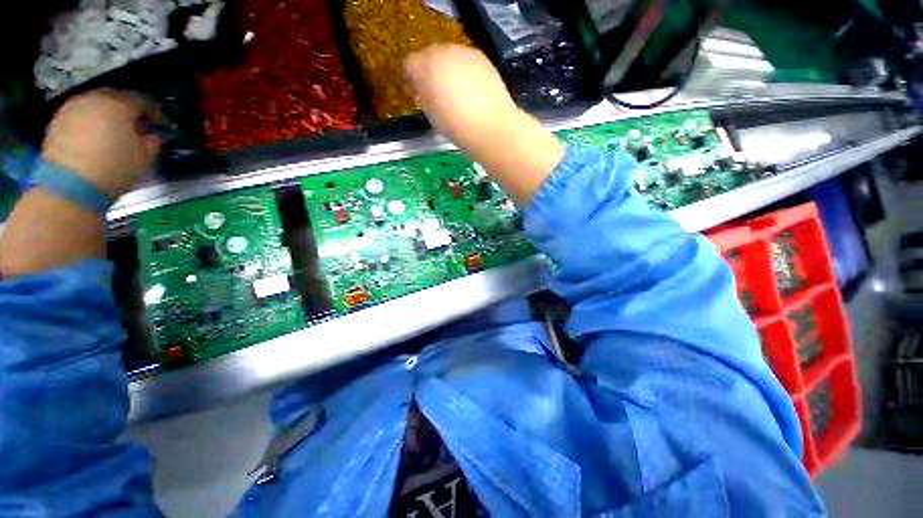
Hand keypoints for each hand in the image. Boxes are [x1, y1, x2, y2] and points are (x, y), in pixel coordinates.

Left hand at [41, 89, 161, 196]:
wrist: (70, 185)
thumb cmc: (114, 168)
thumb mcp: (145, 157)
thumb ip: (153, 141)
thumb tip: (153, 135)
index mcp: (120, 104)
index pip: (144, 101)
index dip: (156, 113)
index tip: (161, 125)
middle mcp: (95, 98)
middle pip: (116, 98)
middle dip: (128, 111)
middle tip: (137, 127)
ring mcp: (73, 108)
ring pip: (96, 105)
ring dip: (107, 116)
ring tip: (114, 133)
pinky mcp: (58, 121)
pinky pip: (81, 116)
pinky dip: (91, 123)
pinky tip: (96, 139)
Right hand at [403, 45, 564, 201]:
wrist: (493, 129)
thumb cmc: (457, 128)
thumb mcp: (431, 114)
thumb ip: (422, 95)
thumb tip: (421, 89)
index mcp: (426, 67)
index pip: (409, 64)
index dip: (409, 79)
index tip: (412, 95)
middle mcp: (444, 52)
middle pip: (428, 55)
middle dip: (426, 72)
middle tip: (431, 93)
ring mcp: (466, 54)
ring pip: (448, 56)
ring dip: (445, 71)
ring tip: (451, 93)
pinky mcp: (483, 60)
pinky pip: (464, 62)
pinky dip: (461, 72)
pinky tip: (467, 91)